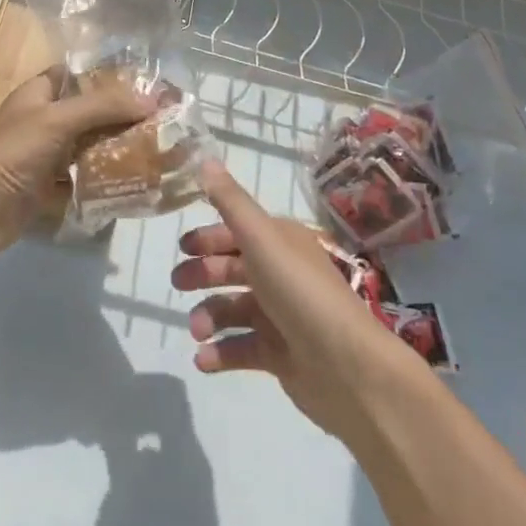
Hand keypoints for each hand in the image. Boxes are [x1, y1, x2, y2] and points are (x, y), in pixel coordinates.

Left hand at [0, 67, 151, 264]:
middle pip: (89, 114)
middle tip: (163, 123)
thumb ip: (103, 106)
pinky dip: (103, 183)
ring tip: (158, 153)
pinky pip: (81, 181)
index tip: (146, 85)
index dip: (109, 77)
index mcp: (39, 94)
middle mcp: (43, 121)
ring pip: (88, 148)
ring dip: (116, 151)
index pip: (78, 75)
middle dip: (122, 118)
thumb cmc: (12, 154)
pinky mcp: (47, 189)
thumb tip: (152, 98)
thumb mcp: (58, 120)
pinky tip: (135, 186)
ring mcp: (44, 157)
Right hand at [171, 160, 417, 441]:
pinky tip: (202, 359)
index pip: (237, 232)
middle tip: (178, 284)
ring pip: (233, 309)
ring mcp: (281, 316)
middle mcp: (281, 274)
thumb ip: (230, 201)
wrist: (347, 367)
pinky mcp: (281, 355)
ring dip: (208, 317)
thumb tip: (204, 158)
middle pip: (232, 269)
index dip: (209, 237)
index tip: (181, 247)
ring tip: (197, 331)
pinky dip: (220, 353)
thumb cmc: (299, 292)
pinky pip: (242, 348)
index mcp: (280, 243)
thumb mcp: (260, 238)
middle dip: (203, 275)